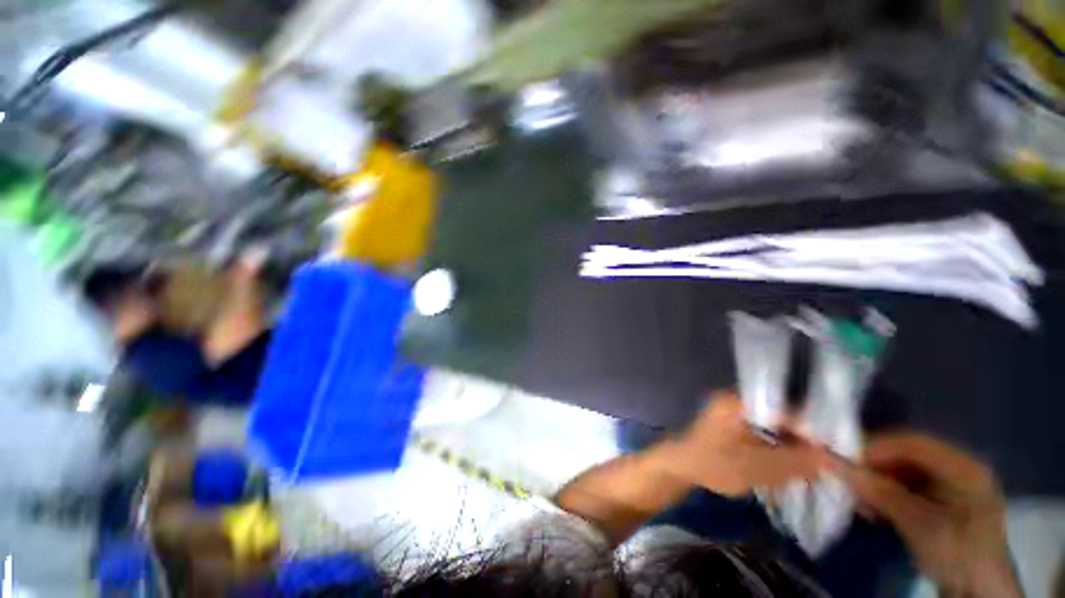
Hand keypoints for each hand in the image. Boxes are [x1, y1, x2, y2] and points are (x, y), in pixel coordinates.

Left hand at [661, 392, 822, 496]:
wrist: (681, 466)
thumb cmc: (713, 464)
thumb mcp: (755, 467)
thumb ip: (793, 461)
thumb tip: (830, 458)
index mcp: (737, 401)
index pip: (784, 407)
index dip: (811, 428)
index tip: (835, 447)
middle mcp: (736, 399)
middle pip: (780, 414)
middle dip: (804, 436)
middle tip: (828, 457)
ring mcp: (734, 411)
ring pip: (773, 423)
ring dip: (792, 441)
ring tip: (815, 460)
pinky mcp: (734, 423)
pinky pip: (763, 430)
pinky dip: (778, 443)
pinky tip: (793, 459)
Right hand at [839, 432, 1019, 597]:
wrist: (978, 594)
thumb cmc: (957, 552)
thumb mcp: (919, 524)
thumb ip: (879, 492)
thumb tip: (830, 463)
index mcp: (962, 466)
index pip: (912, 443)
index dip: (877, 447)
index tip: (845, 459)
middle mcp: (957, 470)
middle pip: (906, 457)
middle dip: (874, 468)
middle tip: (848, 480)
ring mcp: (950, 490)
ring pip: (903, 475)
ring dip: (877, 484)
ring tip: (858, 499)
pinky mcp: (941, 508)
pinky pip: (907, 491)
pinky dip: (886, 497)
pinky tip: (872, 510)